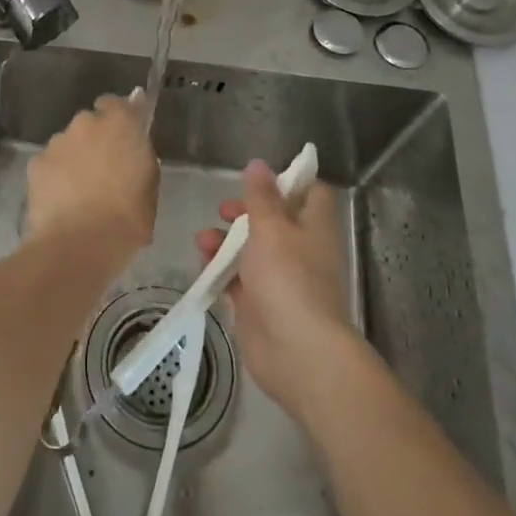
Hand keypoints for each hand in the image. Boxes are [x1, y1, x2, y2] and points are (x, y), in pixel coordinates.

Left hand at [26, 93, 156, 257]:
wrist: (79, 244)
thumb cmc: (127, 218)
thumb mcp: (149, 186)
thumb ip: (140, 156)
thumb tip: (133, 144)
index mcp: (120, 124)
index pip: (116, 103)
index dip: (118, 117)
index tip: (121, 135)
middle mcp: (86, 123)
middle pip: (89, 123)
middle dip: (95, 139)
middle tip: (102, 169)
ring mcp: (57, 142)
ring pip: (67, 143)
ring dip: (73, 157)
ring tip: (79, 190)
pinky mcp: (35, 162)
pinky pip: (49, 163)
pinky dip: (54, 175)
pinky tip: (60, 200)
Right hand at [196, 160, 356, 421]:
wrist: (296, 352)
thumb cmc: (288, 279)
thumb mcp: (271, 227)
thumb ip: (261, 196)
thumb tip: (259, 164)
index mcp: (314, 227)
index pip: (310, 194)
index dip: (287, 182)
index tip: (259, 179)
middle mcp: (300, 250)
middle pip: (275, 220)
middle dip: (246, 212)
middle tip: (225, 210)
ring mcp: (280, 279)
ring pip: (251, 249)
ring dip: (226, 240)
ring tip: (203, 240)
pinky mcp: (259, 304)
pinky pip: (237, 278)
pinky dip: (220, 270)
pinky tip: (202, 264)